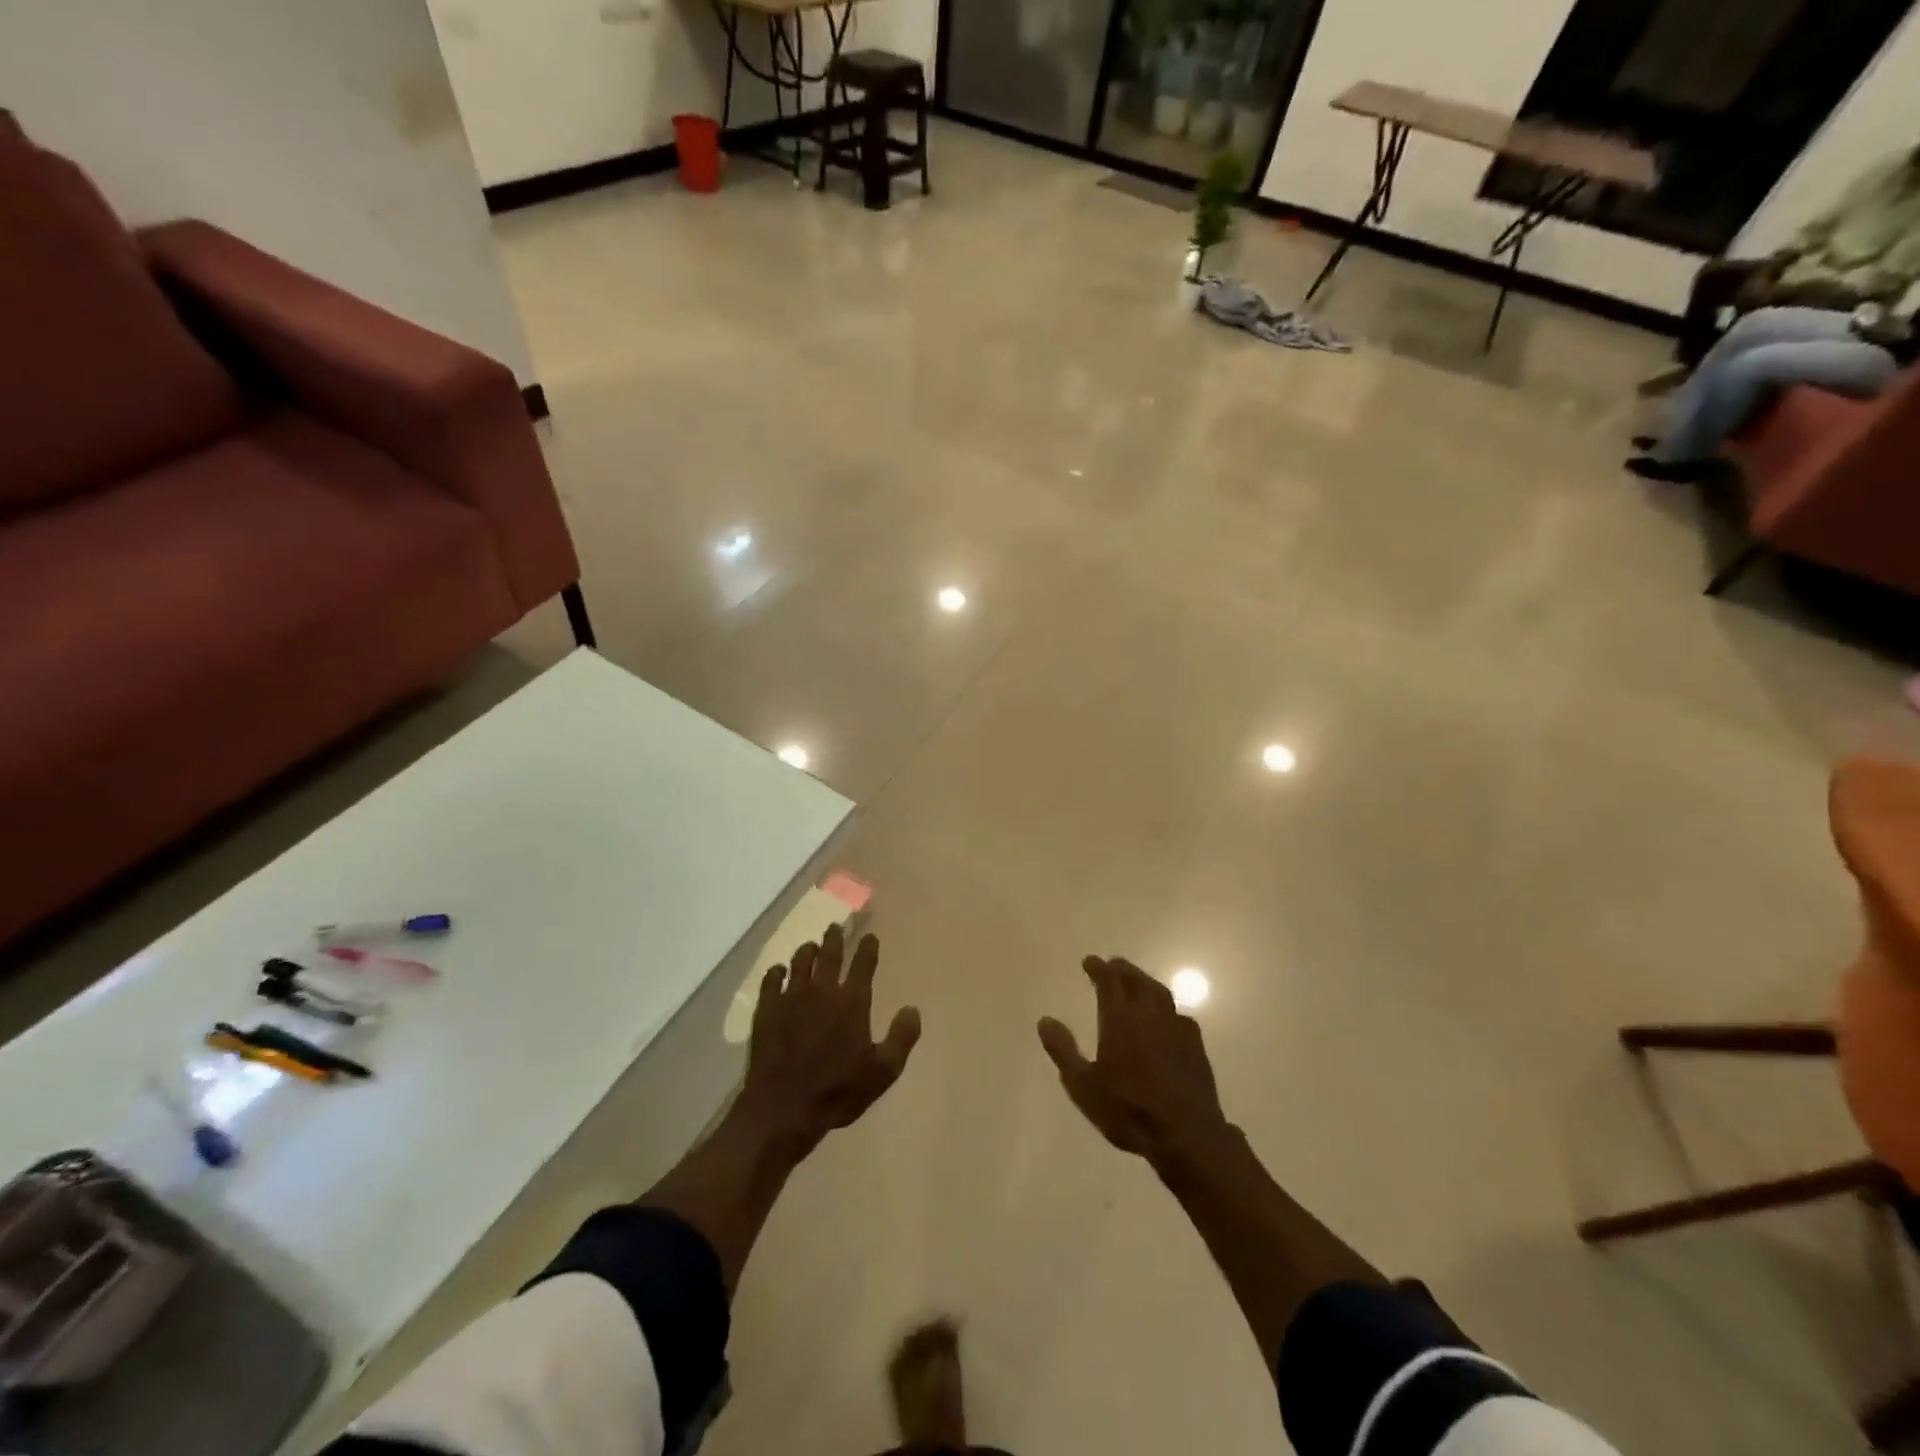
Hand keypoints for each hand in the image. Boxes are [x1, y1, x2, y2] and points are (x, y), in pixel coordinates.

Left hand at [740, 924, 919, 1153]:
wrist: (783, 1108)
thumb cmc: (837, 1091)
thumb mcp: (883, 1071)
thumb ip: (901, 1038)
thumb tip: (912, 1009)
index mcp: (852, 1001)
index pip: (863, 963)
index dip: (868, 947)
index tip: (870, 937)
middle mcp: (822, 990)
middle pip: (830, 954)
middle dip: (835, 938)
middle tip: (835, 927)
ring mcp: (791, 997)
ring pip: (800, 962)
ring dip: (808, 951)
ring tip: (810, 946)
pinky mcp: (767, 1010)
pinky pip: (771, 980)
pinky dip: (776, 972)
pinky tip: (778, 971)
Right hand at [1038, 955, 1229, 1165]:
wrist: (1187, 1135)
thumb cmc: (1129, 1110)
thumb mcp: (1083, 1086)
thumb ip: (1063, 1051)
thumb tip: (1045, 1020)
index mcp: (1120, 1019)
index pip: (1109, 980)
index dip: (1098, 967)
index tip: (1089, 961)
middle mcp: (1150, 1014)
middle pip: (1136, 980)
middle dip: (1122, 969)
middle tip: (1112, 966)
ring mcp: (1176, 1028)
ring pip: (1160, 993)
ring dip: (1145, 982)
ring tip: (1137, 983)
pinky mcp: (1196, 1045)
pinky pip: (1179, 1014)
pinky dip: (1166, 1008)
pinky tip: (1166, 1018)